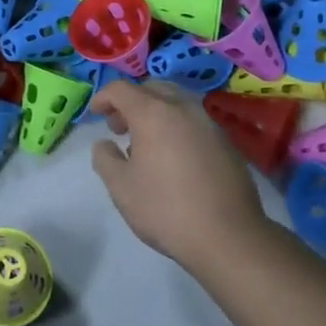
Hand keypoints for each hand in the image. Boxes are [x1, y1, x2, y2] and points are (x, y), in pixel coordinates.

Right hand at [90, 81, 269, 273]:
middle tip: (120, 127)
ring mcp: (208, 123)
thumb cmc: (166, 209)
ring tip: (146, 144)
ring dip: (156, 112)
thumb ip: (105, 158)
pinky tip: (173, 158)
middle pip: (152, 88)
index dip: (103, 97)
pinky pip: (194, 121)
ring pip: (176, 102)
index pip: (121, 89)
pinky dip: (177, 126)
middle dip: (131, 101)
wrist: (229, 236)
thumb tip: (105, 144)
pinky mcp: (226, 142)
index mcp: (153, 113)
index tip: (96, 114)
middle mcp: (182, 108)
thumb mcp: (121, 187)